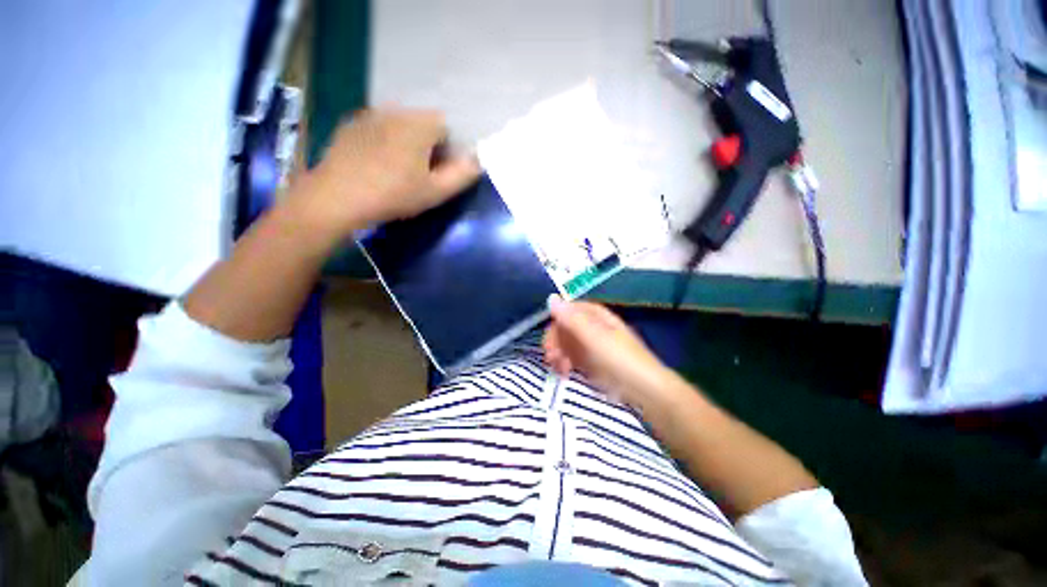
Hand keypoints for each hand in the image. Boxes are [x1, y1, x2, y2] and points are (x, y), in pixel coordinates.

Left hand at [288, 108, 480, 236]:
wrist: (337, 197)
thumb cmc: (393, 194)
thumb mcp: (435, 191)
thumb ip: (462, 174)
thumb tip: (479, 160)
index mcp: (418, 124)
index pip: (445, 126)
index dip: (447, 150)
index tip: (438, 172)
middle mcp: (395, 111)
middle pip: (422, 123)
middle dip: (428, 145)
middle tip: (419, 174)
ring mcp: (369, 115)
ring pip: (400, 125)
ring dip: (406, 143)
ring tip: (397, 171)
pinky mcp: (351, 125)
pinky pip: (379, 129)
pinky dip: (385, 142)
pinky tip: (376, 166)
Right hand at [543, 297, 679, 408]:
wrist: (644, 391)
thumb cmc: (620, 359)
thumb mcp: (594, 337)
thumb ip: (571, 318)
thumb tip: (551, 297)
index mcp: (595, 315)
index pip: (567, 310)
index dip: (556, 322)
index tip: (550, 338)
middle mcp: (591, 326)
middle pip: (564, 327)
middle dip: (555, 341)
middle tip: (551, 357)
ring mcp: (590, 344)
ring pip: (564, 343)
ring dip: (557, 354)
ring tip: (559, 369)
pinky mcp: (589, 362)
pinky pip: (570, 357)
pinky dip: (563, 363)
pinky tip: (564, 373)